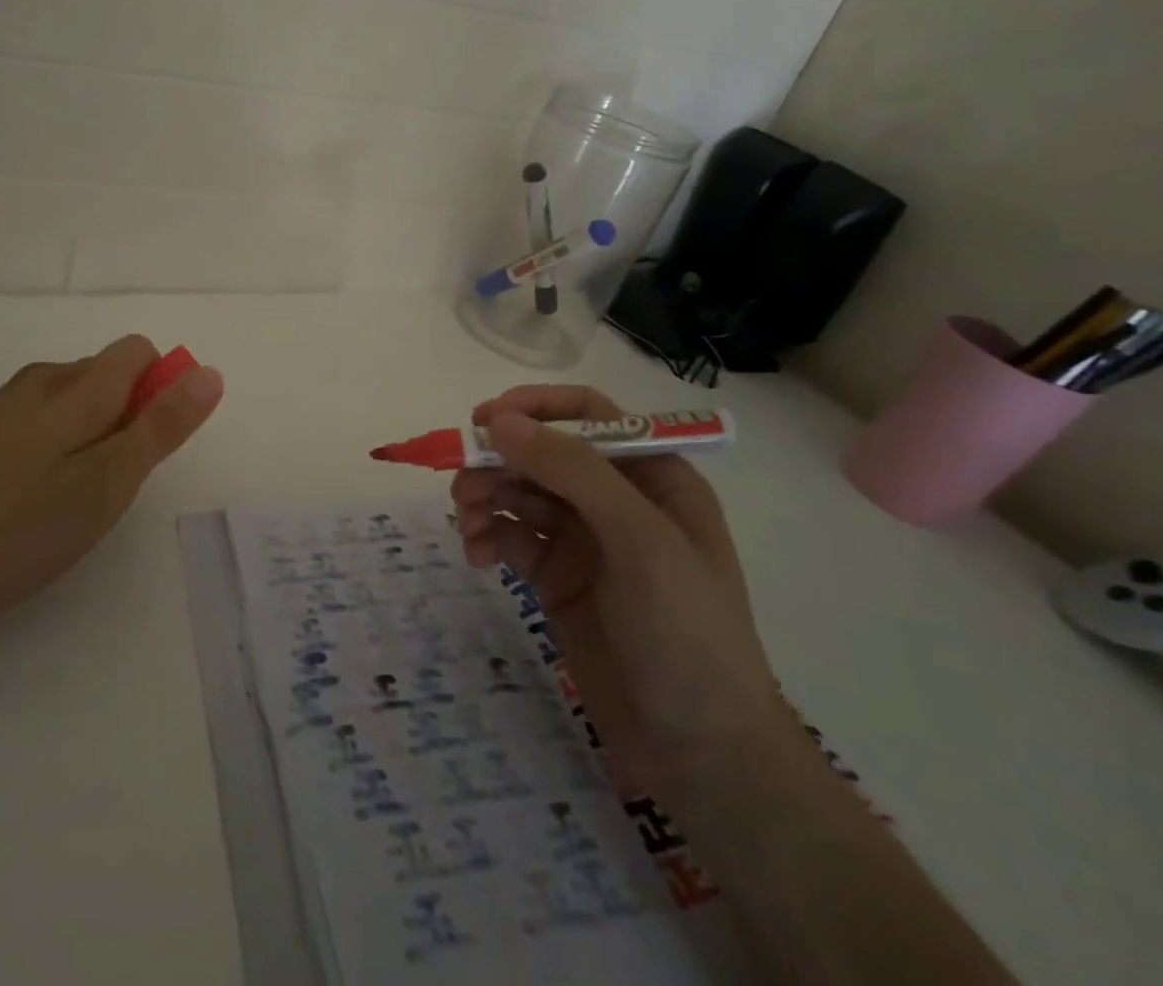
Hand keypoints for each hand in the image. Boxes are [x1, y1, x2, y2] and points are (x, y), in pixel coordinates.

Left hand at [0, 335, 222, 662]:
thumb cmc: (19, 527)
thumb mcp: (108, 482)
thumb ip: (161, 425)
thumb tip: (209, 372)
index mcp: (78, 384)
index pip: (139, 351)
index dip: (160, 389)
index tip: (148, 447)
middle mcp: (41, 378)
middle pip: (106, 373)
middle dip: (126, 417)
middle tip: (109, 486)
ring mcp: (3, 404)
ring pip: (72, 399)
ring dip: (91, 434)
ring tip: (71, 498)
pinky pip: (38, 420)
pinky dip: (54, 446)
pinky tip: (31, 498)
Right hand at [452, 386, 788, 808]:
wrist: (700, 755)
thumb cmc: (685, 633)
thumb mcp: (639, 540)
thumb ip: (572, 471)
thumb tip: (499, 420)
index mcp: (652, 477)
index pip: (588, 416)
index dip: (536, 408)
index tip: (485, 419)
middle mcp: (615, 500)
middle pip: (541, 453)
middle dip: (499, 461)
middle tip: (462, 484)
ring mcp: (583, 540)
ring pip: (518, 492)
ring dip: (485, 498)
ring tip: (467, 526)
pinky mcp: (556, 578)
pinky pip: (510, 537)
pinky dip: (487, 537)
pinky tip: (478, 557)